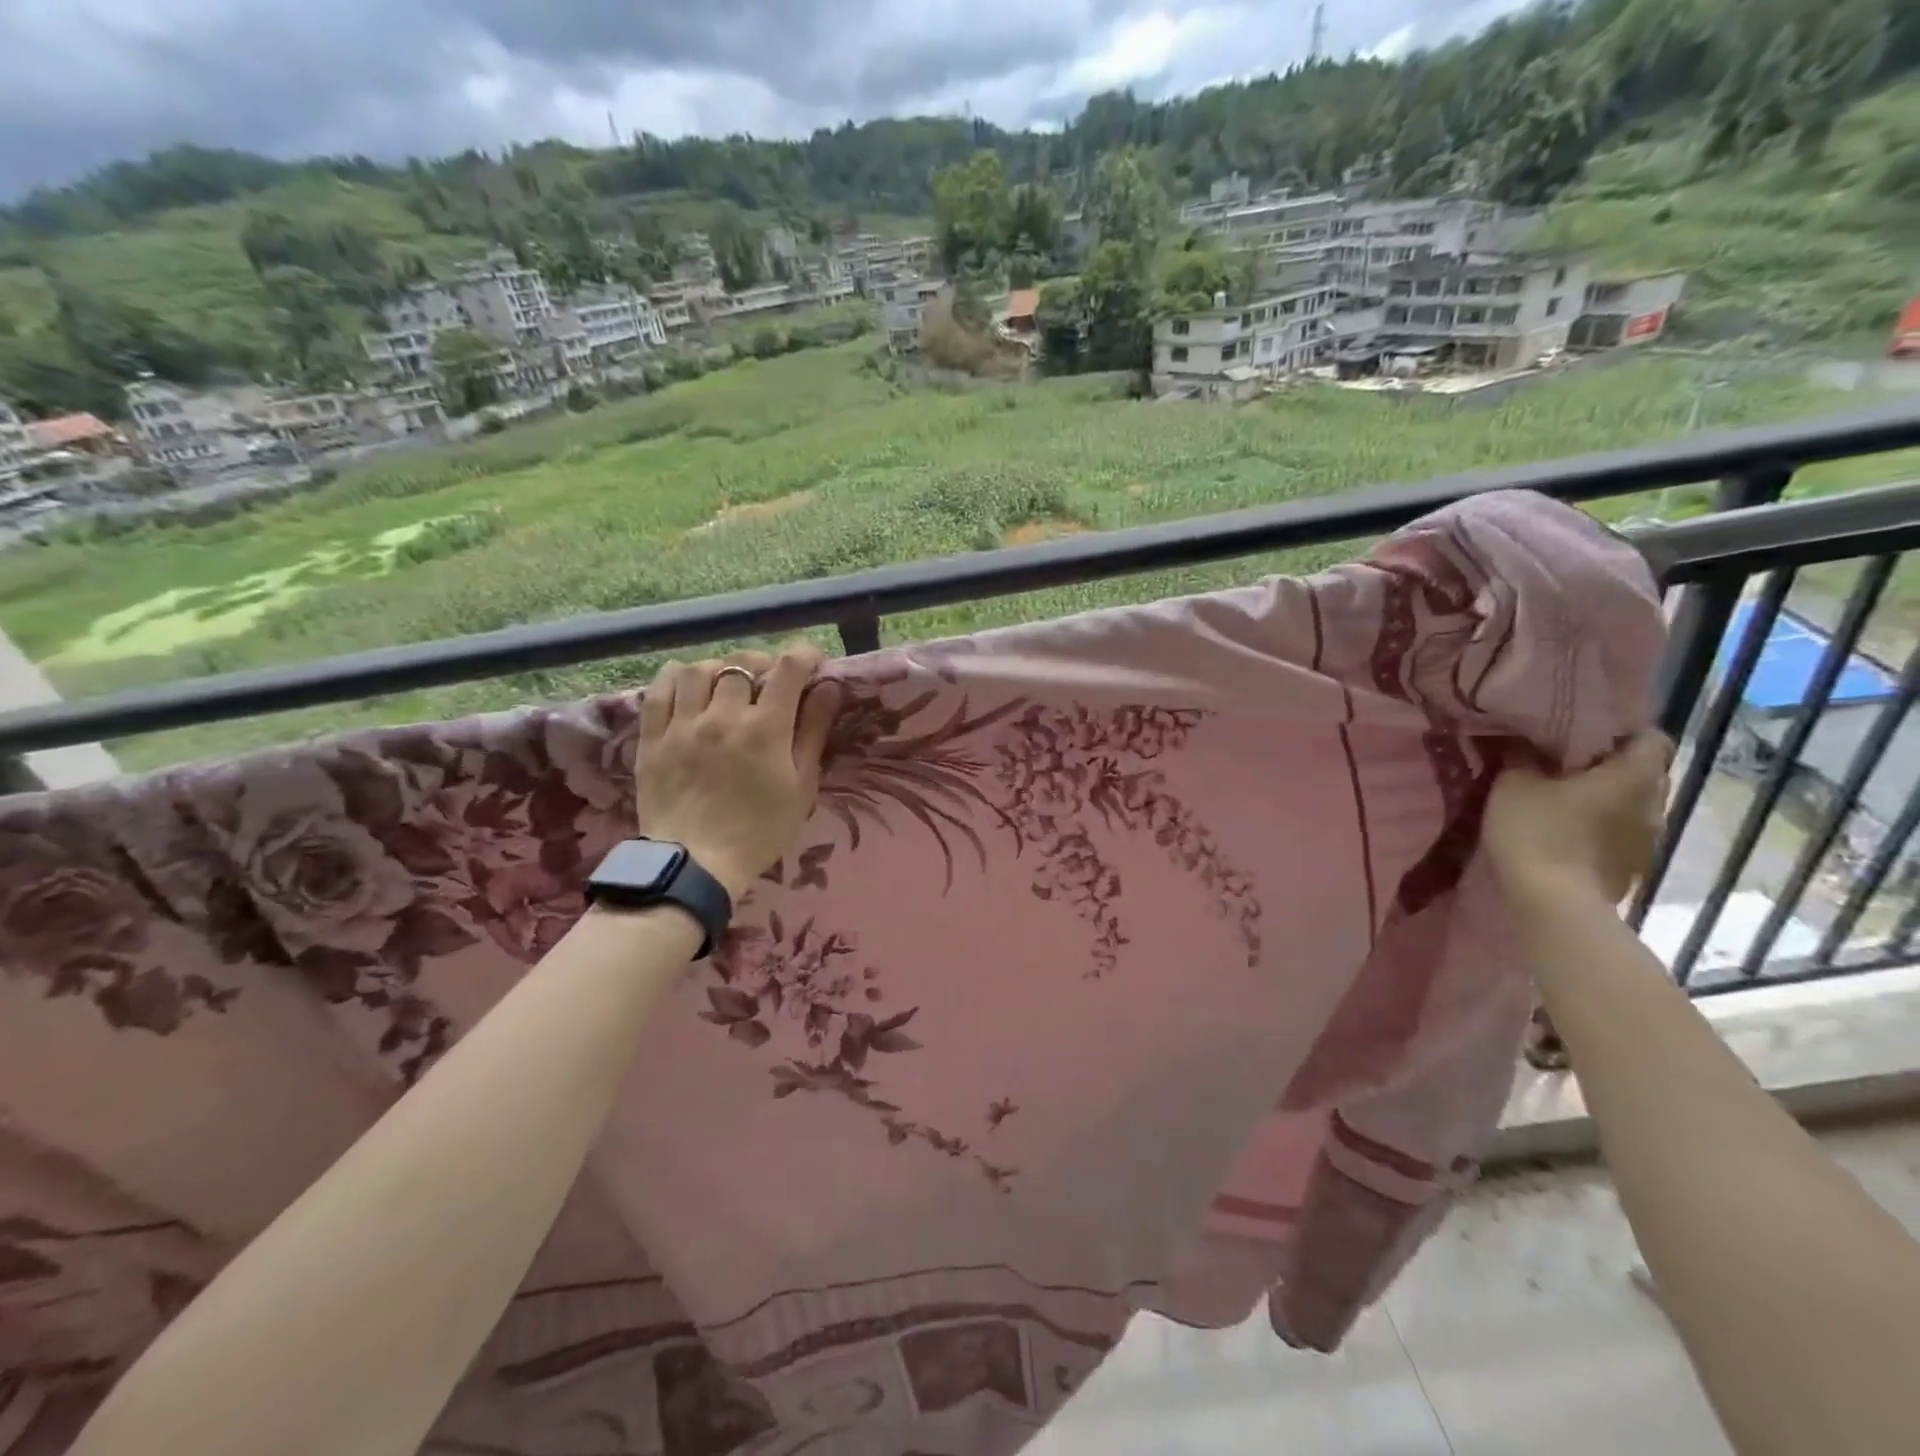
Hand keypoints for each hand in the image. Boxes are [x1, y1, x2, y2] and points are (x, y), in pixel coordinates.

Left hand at [637, 644, 841, 899]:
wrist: (696, 864)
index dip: (805, 655)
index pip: (789, 668)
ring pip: (700, 669)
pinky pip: (660, 689)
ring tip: (728, 684)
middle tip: (771, 680)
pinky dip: (677, 677)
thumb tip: (829, 688)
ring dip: (720, 668)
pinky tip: (689, 684)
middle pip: (744, 662)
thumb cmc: (760, 829)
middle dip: (764, 662)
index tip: (812, 663)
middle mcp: (724, 715)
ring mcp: (683, 724)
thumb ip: (814, 732)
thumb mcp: (802, 786)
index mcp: (766, 728)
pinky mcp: (653, 737)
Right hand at [1485, 730, 1671, 909]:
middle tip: (1567, 766)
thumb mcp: (1513, 783)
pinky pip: (1622, 835)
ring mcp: (1648, 840)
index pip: (1652, 738)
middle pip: (1644, 773)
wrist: (1552, 902)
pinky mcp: (1633, 867)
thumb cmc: (1537, 831)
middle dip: (1611, 767)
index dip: (1623, 733)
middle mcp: (1654, 804)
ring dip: (1607, 801)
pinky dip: (1602, 829)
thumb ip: (1522, 756)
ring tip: (1565, 802)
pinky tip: (1569, 835)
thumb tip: (1525, 740)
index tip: (1586, 735)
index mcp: (1634, 775)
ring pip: (1633, 806)